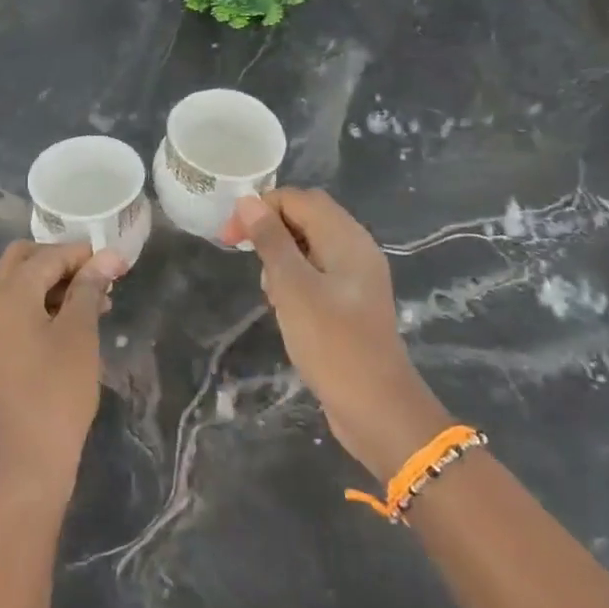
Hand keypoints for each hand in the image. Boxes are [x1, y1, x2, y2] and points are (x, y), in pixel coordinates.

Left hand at [0, 241, 125, 508]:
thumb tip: (108, 256)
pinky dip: (44, 304)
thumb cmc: (58, 390)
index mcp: (8, 294)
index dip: (81, 253)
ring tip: (98, 300)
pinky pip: (18, 310)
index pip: (46, 255)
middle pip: (23, 261)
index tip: (115, 261)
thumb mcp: (80, 333)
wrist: (29, 460)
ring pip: (21, 285)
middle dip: (61, 261)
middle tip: (98, 276)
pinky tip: (76, 321)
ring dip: (55, 283)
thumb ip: (89, 288)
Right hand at [225, 189, 449, 482]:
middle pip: (306, 217)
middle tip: (244, 257)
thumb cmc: (332, 342)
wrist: (377, 409)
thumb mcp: (293, 287)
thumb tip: (247, 201)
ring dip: (280, 257)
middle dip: (269, 231)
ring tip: (269, 291)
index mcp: (347, 238)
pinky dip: (294, 279)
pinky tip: (284, 307)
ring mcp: (356, 277)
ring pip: (309, 245)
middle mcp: (356, 249)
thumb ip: (271, 240)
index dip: (261, 208)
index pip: (298, 198)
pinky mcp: (351, 302)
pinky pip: (316, 272)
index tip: (231, 237)